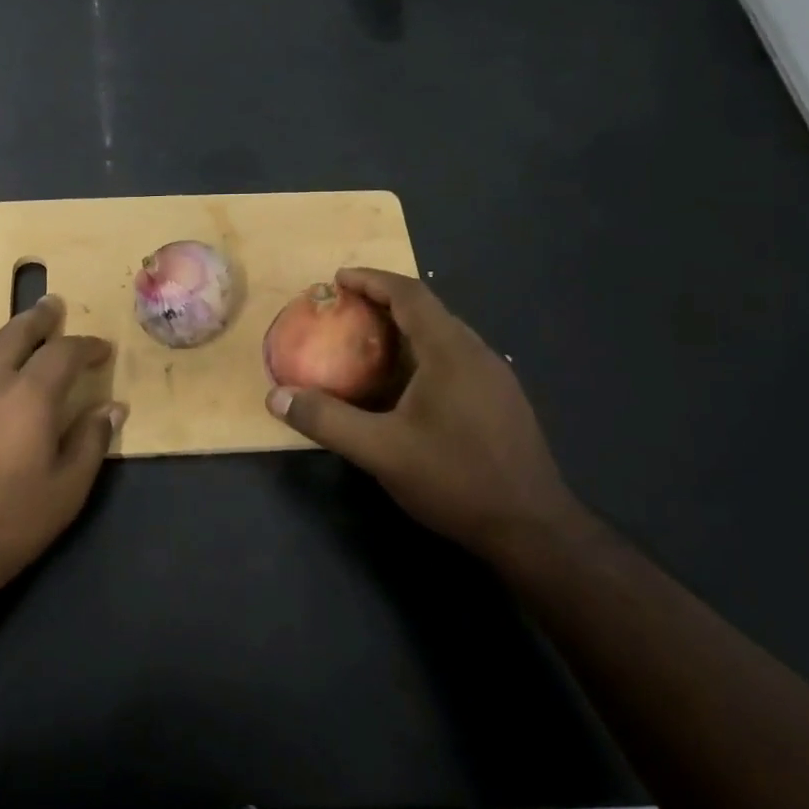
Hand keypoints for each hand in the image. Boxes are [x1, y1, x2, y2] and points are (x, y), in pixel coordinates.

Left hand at [0, 296, 124, 611]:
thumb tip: (112, 408)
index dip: (87, 346)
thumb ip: (91, 442)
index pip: (64, 352)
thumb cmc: (5, 528)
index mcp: (28, 396)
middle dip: (40, 319)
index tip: (101, 351)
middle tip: (53, 310)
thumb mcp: (66, 493)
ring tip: (4, 348)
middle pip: (15, 331)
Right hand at [266, 268, 574, 552]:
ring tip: (369, 343)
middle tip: (345, 311)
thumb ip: (327, 420)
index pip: (409, 294)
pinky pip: (456, 359)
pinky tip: (406, 387)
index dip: (371, 280)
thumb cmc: (455, 479)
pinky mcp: (501, 401)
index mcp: (450, 351)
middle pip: (428, 309)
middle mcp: (477, 353)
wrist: (532, 528)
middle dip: (384, 301)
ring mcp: (495, 377)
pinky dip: (422, 354)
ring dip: (405, 329)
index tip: (338, 279)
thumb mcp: (380, 451)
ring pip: (444, 336)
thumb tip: (276, 397)